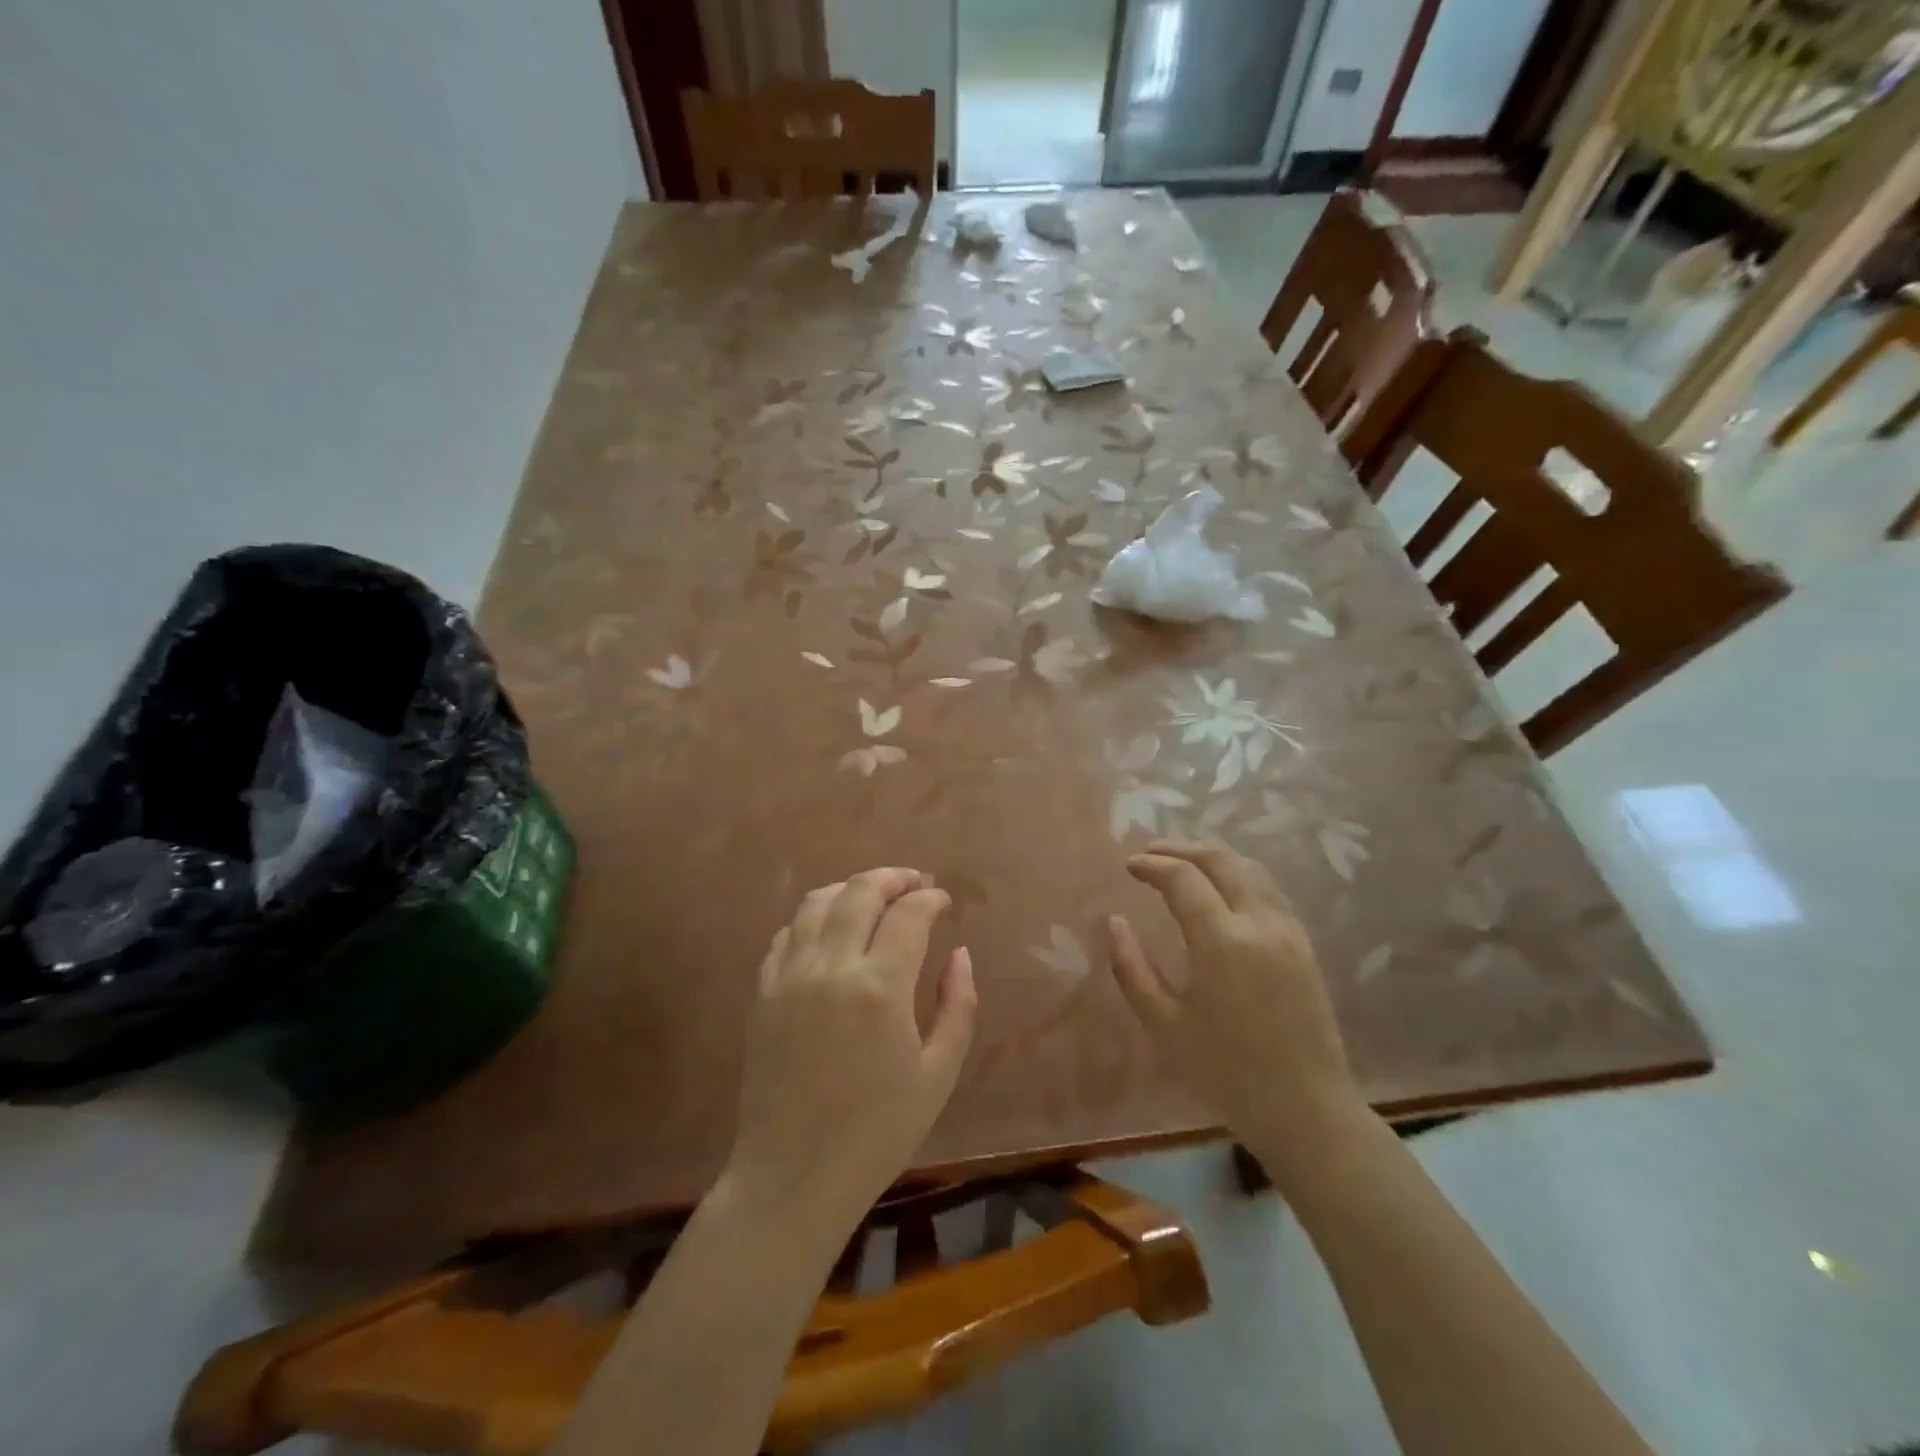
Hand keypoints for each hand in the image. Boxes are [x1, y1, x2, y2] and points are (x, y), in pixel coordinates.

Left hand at [729, 868, 976, 1223]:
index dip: (930, 899)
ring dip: (851, 889)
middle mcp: (831, 967)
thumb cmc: (877, 1132)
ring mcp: (789, 976)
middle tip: (914, 884)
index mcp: (880, 988)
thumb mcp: (938, 1074)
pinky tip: (831, 930)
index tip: (943, 901)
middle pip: (860, 891)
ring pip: (817, 901)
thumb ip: (957, 1005)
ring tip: (874, 897)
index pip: (908, 914)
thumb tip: (960, 953)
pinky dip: (814, 917)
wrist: (793, 1177)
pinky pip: (788, 932)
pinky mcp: (762, 991)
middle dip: (893, 878)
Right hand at [1108, 841, 1362, 1182]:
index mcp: (1221, 941)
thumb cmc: (1225, 1072)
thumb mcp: (1163, 1025)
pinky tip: (1222, 890)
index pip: (1183, 878)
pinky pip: (1269, 889)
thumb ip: (1132, 969)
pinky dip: (1239, 874)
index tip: (1129, 866)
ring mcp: (1288, 930)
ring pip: (1250, 868)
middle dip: (1181, 848)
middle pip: (1220, 860)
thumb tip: (1115, 922)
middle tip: (1151, 853)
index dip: (1152, 865)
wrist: (1305, 1108)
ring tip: (1183, 862)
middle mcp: (1259, 923)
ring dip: (1213, 857)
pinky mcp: (1304, 944)